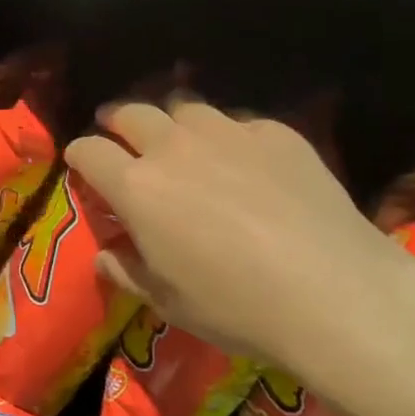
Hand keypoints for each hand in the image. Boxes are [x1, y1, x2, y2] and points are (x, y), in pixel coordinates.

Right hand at [64, 100, 414, 415]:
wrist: (335, 292)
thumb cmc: (238, 307)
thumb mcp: (170, 303)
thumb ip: (128, 271)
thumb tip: (105, 255)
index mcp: (138, 187)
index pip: (89, 151)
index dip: (80, 154)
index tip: (81, 162)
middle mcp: (173, 147)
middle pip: (131, 113)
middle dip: (117, 121)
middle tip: (120, 134)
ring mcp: (227, 133)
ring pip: (184, 108)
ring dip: (173, 123)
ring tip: (183, 141)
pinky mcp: (274, 133)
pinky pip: (239, 124)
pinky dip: (230, 137)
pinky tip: (247, 163)